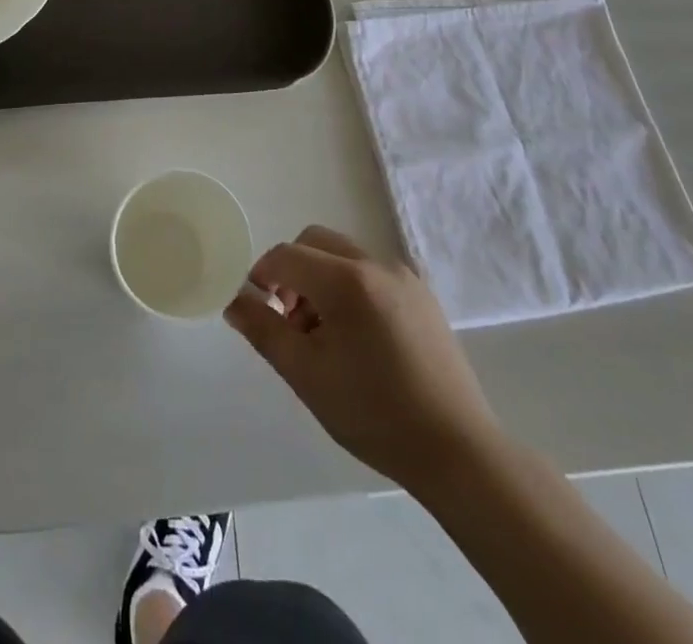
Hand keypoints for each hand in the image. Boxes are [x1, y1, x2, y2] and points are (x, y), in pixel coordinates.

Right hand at [225, 225, 497, 492]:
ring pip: (342, 255)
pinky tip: (358, 339)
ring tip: (324, 337)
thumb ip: (264, 330)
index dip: (262, 276)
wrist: (458, 451)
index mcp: (346, 280)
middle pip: (314, 242)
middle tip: (290, 322)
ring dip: (320, 280)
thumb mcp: (306, 375)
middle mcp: (375, 263)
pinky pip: (370, 272)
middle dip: (292, 272)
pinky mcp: (421, 293)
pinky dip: (349, 287)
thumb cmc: (374, 414)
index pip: (286, 255)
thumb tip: (235, 301)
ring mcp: (403, 276)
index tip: (258, 311)